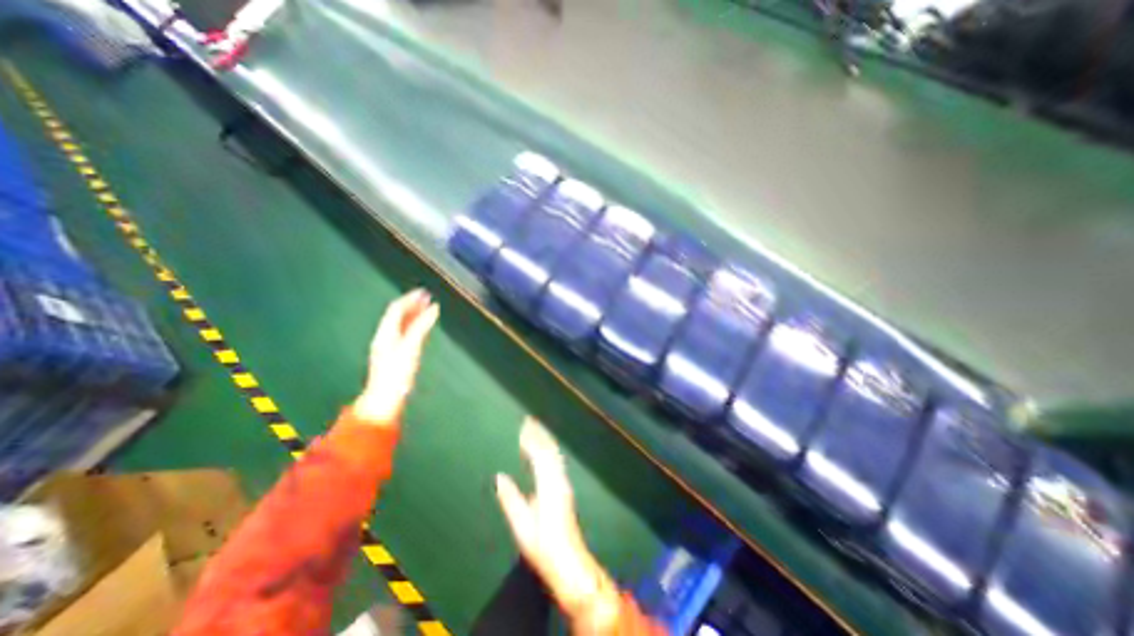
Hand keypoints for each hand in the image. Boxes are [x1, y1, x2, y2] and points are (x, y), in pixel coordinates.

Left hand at [353, 288, 438, 426]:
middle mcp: (385, 336)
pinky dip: (413, 325)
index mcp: (386, 332)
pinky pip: (403, 333)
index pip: (396, 308)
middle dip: (412, 304)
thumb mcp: (411, 347)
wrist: (385, 398)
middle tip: (427, 298)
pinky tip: (421, 327)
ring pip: (400, 324)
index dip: (410, 298)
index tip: (424, 292)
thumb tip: (434, 308)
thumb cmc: (397, 373)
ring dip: (413, 314)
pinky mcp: (393, 354)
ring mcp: (388, 345)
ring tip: (427, 309)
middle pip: (397, 315)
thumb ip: (421, 326)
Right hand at [497, 421, 619, 628]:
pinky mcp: (565, 490)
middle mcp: (558, 480)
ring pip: (555, 455)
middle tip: (530, 420)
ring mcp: (563, 484)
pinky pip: (556, 462)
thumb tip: (500, 477)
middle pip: (549, 451)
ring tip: (537, 430)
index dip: (531, 440)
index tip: (524, 425)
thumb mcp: (522, 526)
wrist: (569, 561)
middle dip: (540, 434)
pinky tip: (545, 451)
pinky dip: (549, 451)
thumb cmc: (543, 546)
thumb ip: (511, 499)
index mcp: (548, 486)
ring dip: (545, 440)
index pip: (539, 456)